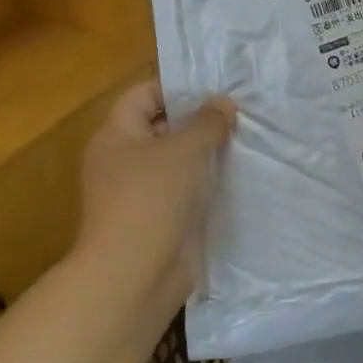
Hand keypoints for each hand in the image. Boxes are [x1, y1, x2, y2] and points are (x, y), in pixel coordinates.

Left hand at [75, 81, 235, 319]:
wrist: (135, 276)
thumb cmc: (152, 199)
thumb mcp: (185, 149)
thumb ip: (207, 121)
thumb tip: (222, 103)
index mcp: (116, 136)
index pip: (142, 95)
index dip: (176, 87)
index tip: (215, 86)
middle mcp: (123, 161)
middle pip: (162, 127)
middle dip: (198, 119)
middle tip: (239, 111)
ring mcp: (140, 193)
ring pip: (178, 161)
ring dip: (207, 153)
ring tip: (246, 139)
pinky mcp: (159, 220)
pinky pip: (186, 190)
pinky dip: (207, 183)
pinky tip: (238, 175)